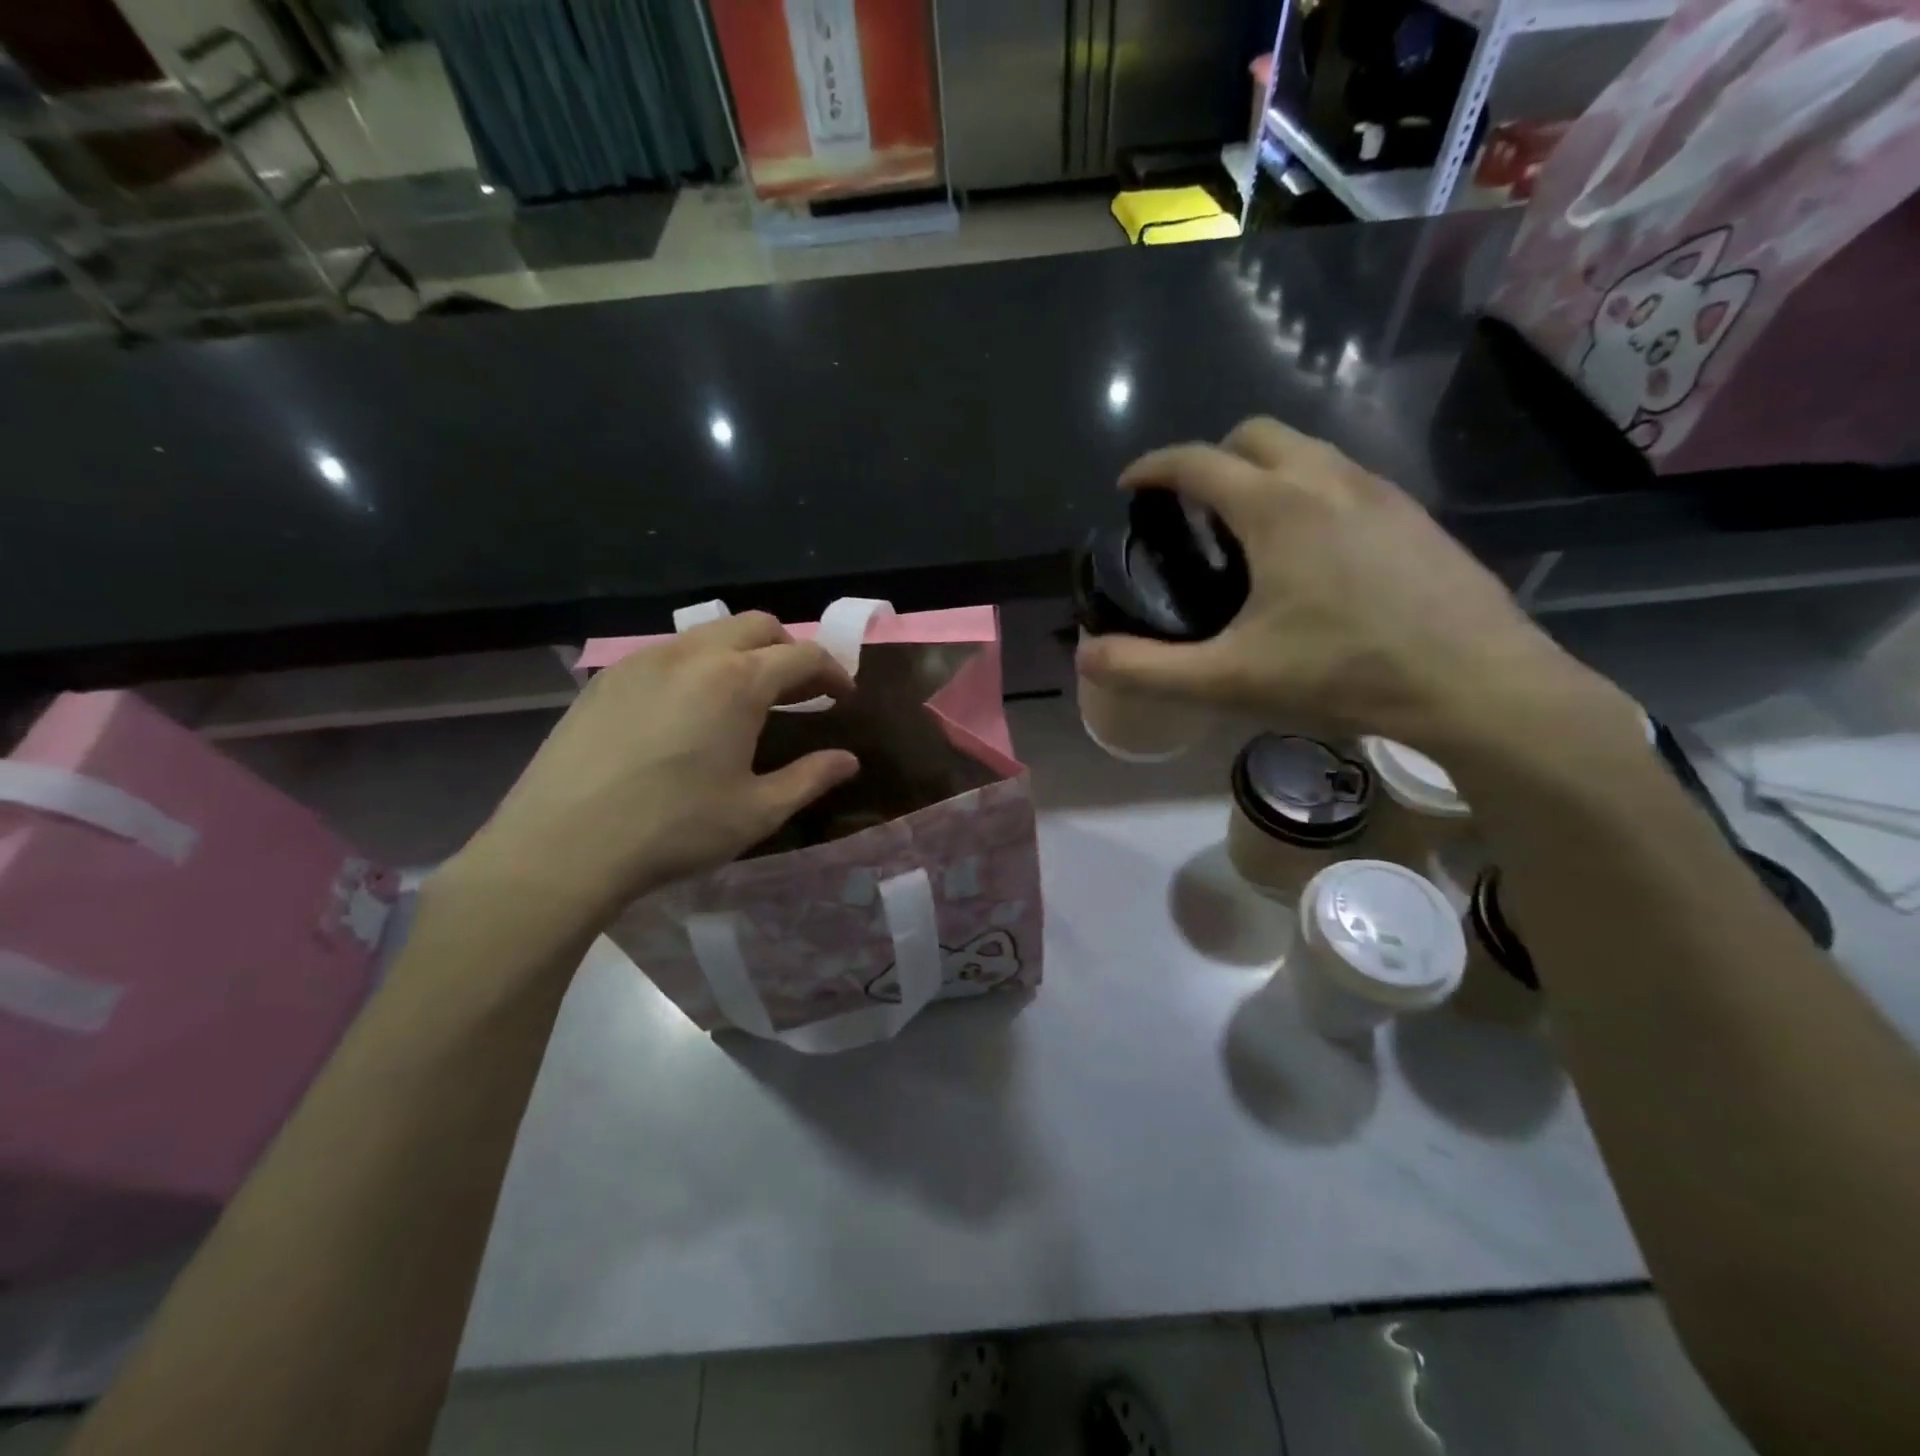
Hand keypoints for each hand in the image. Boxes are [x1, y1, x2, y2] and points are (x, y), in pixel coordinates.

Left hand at [442, 613, 858, 936]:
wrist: (562, 846)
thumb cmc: (674, 829)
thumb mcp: (757, 811)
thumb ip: (810, 778)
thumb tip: (848, 760)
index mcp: (737, 681)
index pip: (803, 656)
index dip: (833, 672)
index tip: (844, 697)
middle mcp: (693, 655)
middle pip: (758, 626)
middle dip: (789, 650)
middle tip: (799, 692)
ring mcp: (643, 660)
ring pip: (709, 634)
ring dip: (742, 653)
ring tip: (745, 699)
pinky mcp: (607, 678)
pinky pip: (668, 653)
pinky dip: (698, 666)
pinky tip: (689, 711)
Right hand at [1076, 417, 1633, 753]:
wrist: (1475, 683)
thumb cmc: (1343, 672)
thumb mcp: (1230, 679)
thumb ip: (1148, 668)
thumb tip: (1086, 655)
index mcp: (1275, 508)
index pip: (1197, 461)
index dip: (1154, 467)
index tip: (1130, 486)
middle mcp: (1326, 480)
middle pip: (1255, 435)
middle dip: (1212, 457)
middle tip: (1192, 508)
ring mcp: (1379, 492)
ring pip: (1307, 450)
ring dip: (1264, 469)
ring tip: (1247, 527)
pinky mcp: (1414, 515)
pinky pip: (1346, 477)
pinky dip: (1309, 489)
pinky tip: (1313, 549)